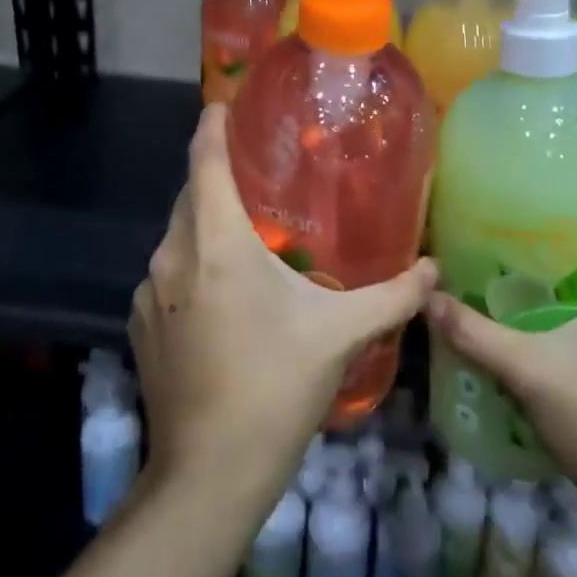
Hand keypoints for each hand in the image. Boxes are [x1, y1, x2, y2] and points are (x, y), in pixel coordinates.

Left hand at [132, 104, 436, 514]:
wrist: (209, 474)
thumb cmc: (275, 388)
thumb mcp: (341, 335)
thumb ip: (394, 296)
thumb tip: (434, 270)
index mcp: (216, 244)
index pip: (204, 161)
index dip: (212, 125)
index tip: (224, 103)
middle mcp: (173, 257)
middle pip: (190, 194)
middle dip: (217, 175)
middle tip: (259, 171)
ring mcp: (150, 294)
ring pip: (177, 235)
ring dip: (206, 223)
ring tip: (249, 232)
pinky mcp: (141, 325)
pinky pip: (168, 273)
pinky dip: (193, 263)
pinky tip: (224, 292)